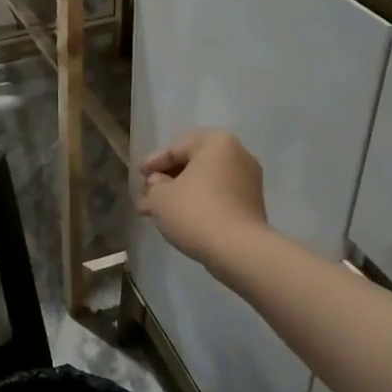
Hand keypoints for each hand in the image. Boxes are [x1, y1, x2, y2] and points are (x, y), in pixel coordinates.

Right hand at [138, 128, 269, 267]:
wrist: (238, 250)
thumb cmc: (195, 211)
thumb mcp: (160, 197)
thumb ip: (153, 185)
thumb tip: (158, 184)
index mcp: (216, 142)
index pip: (176, 148)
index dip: (153, 163)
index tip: (139, 176)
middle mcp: (238, 154)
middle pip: (192, 164)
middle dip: (167, 180)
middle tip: (147, 195)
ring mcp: (249, 181)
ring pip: (205, 182)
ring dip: (181, 194)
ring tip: (158, 211)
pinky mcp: (253, 205)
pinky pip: (219, 197)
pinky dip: (199, 204)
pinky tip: (180, 219)